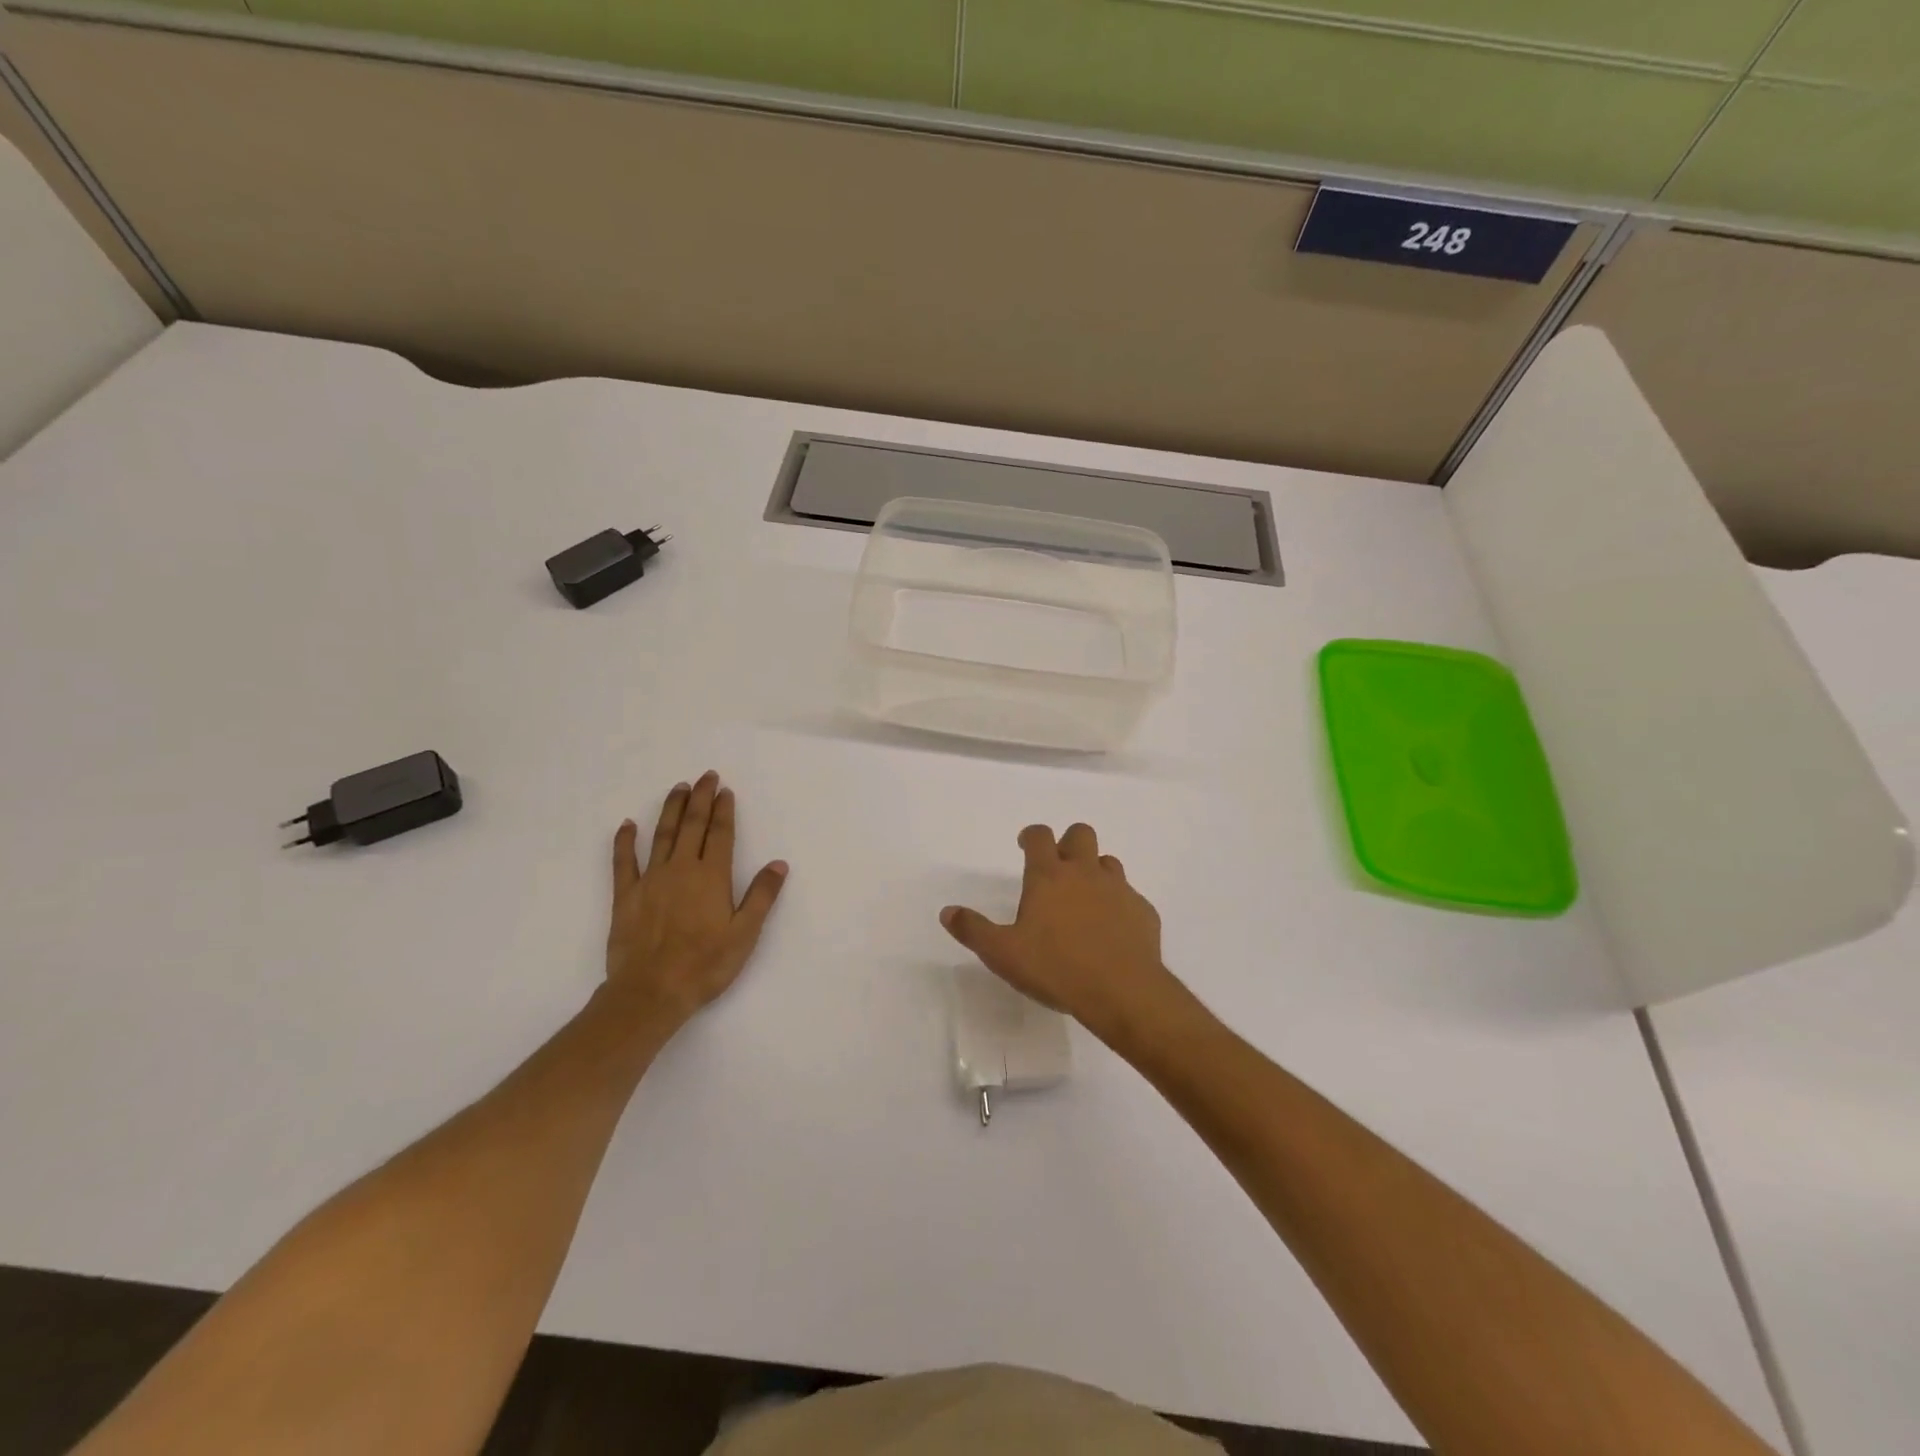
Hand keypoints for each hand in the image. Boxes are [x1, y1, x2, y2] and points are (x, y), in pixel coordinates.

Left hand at [603, 771, 788, 1033]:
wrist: (651, 991)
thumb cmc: (705, 965)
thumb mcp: (745, 934)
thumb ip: (762, 896)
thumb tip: (778, 863)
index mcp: (712, 877)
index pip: (721, 834)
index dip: (724, 811)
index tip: (725, 790)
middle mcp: (681, 869)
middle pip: (692, 826)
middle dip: (700, 799)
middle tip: (705, 776)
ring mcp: (650, 879)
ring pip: (662, 834)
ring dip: (671, 809)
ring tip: (678, 788)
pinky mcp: (625, 895)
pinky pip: (623, 861)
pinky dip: (624, 841)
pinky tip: (627, 824)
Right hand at [941, 823, 1185, 1051]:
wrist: (1123, 992)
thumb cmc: (1056, 968)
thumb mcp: (1003, 954)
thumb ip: (974, 930)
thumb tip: (948, 912)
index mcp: (1049, 876)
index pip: (1040, 836)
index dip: (1031, 835)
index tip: (1025, 846)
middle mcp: (1085, 873)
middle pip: (1080, 834)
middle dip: (1067, 843)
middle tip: (1057, 868)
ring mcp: (1119, 890)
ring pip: (1108, 862)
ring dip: (1095, 871)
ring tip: (1084, 899)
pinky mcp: (1143, 912)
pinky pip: (1130, 896)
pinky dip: (1118, 904)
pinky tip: (1111, 930)